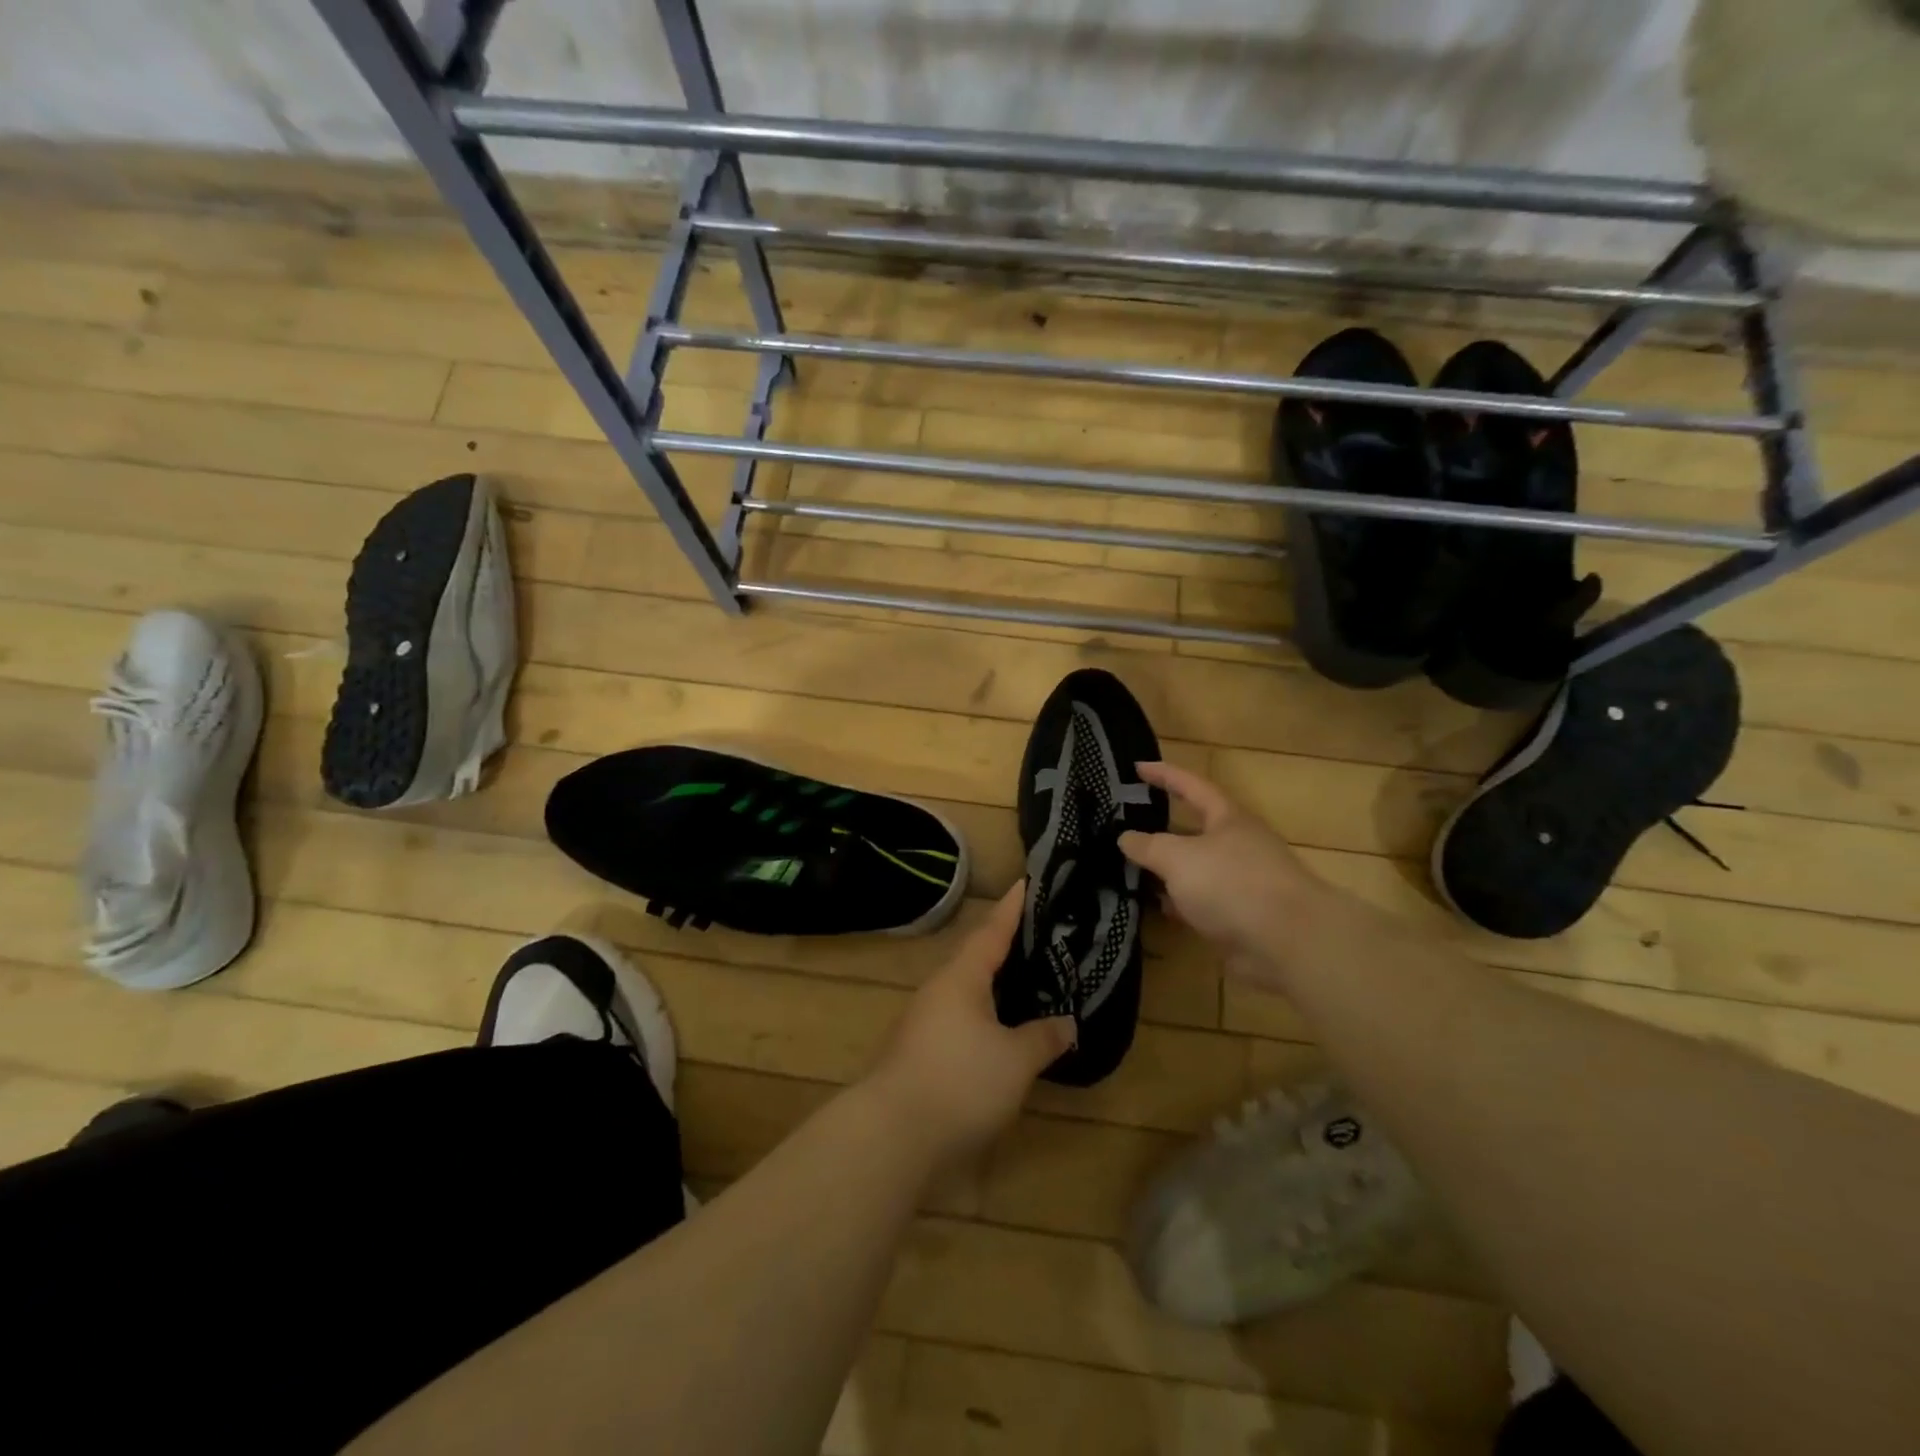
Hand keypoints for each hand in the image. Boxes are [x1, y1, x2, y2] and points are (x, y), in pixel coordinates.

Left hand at [867, 882, 1074, 1160]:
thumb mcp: (1015, 1060)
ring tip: (1030, 979)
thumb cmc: (959, 1082)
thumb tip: (1067, 1022)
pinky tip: (1004, 1030)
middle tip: (1041, 933)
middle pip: (978, 958)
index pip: (993, 930)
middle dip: (1008, 945)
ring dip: (997, 983)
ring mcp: (925, 1022)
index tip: (1027, 881)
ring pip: (969, 990)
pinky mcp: (921, 1052)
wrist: (892, 1135)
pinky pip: (962, 1019)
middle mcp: (940, 990)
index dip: (1013, 907)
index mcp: (962, 977)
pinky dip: (987, 1014)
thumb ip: (1043, 1037)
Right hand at [1120, 761, 1320, 966]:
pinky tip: (1158, 908)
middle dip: (1162, 828)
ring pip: (1196, 869)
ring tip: (1131, 870)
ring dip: (1168, 870)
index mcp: (1228, 819)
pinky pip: (1202, 902)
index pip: (1191, 786)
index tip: (1137, 767)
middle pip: (1194, 829)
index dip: (1164, 775)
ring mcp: (1242, 882)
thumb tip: (1125, 837)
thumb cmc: (1233, 884)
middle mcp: (1237, 845)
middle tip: (1127, 826)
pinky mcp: (1241, 917)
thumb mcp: (1179, 858)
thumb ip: (1148, 846)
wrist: (1289, 944)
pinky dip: (1180, 903)